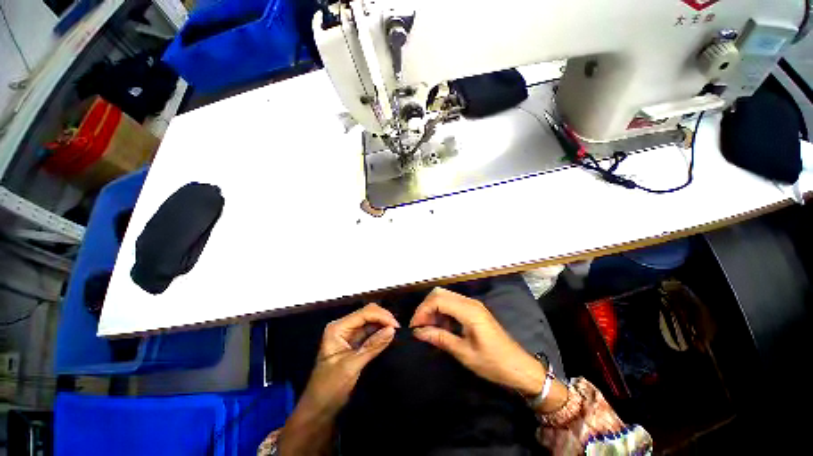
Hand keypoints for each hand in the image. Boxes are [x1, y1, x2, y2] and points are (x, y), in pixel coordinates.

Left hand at [280, 304, 397, 454]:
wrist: (319, 410)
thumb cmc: (330, 388)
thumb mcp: (352, 366)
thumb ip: (372, 346)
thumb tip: (392, 329)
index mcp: (338, 328)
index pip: (364, 313)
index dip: (381, 316)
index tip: (397, 327)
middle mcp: (344, 326)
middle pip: (368, 314)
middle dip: (383, 318)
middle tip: (398, 330)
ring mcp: (349, 334)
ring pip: (371, 322)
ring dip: (383, 325)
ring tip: (397, 333)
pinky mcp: (355, 343)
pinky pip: (371, 332)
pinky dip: (381, 333)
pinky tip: (389, 337)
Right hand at [410, 288, 545, 396]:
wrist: (519, 367)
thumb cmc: (493, 363)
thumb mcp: (464, 353)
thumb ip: (440, 338)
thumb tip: (418, 332)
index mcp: (469, 311)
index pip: (438, 300)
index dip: (422, 311)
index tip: (414, 327)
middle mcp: (470, 302)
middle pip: (440, 293)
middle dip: (426, 307)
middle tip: (420, 327)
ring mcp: (473, 304)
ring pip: (445, 297)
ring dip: (433, 309)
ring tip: (429, 329)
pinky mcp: (474, 310)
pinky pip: (452, 303)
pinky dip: (442, 312)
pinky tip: (442, 327)